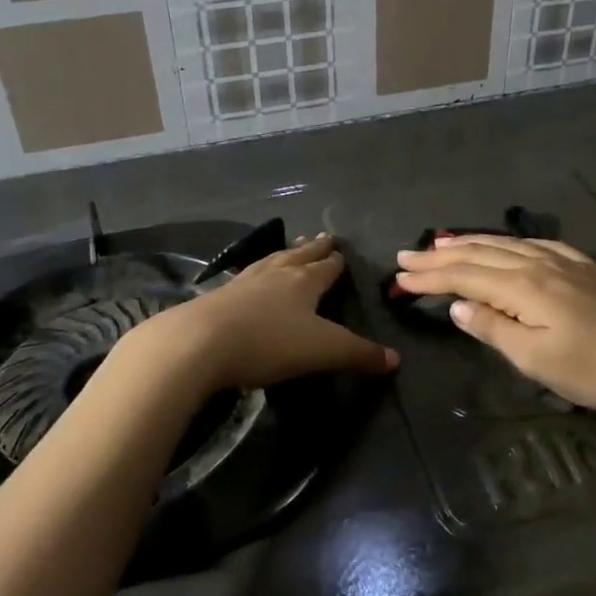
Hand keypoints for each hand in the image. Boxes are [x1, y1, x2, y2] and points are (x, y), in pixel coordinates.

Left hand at [132, 233, 397, 396]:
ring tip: (292, 247)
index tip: (341, 249)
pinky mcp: (219, 296)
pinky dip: (256, 272)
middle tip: (323, 236)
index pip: (326, 267)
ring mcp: (245, 282)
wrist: (200, 342)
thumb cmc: (270, 343)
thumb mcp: (324, 351)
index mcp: (305, 282)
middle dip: (313, 248)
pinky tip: (250, 276)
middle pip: (299, 256)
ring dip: (285, 254)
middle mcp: (276, 274)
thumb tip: (395, 359)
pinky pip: (245, 276)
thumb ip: (360, 354)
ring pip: (271, 261)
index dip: (336, 261)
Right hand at [394, 236, 595, 413]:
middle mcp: (538, 264)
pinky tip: (504, 243)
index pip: (464, 277)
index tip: (399, 276)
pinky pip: (535, 243)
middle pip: (479, 254)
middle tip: (406, 254)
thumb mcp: (536, 359)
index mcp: (523, 287)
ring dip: (469, 243)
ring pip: (505, 244)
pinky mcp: (584, 265)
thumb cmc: (594, 368)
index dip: (430, 277)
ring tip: (442, 241)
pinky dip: (508, 242)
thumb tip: (457, 306)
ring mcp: (563, 261)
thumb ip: (494, 329)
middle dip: (440, 255)